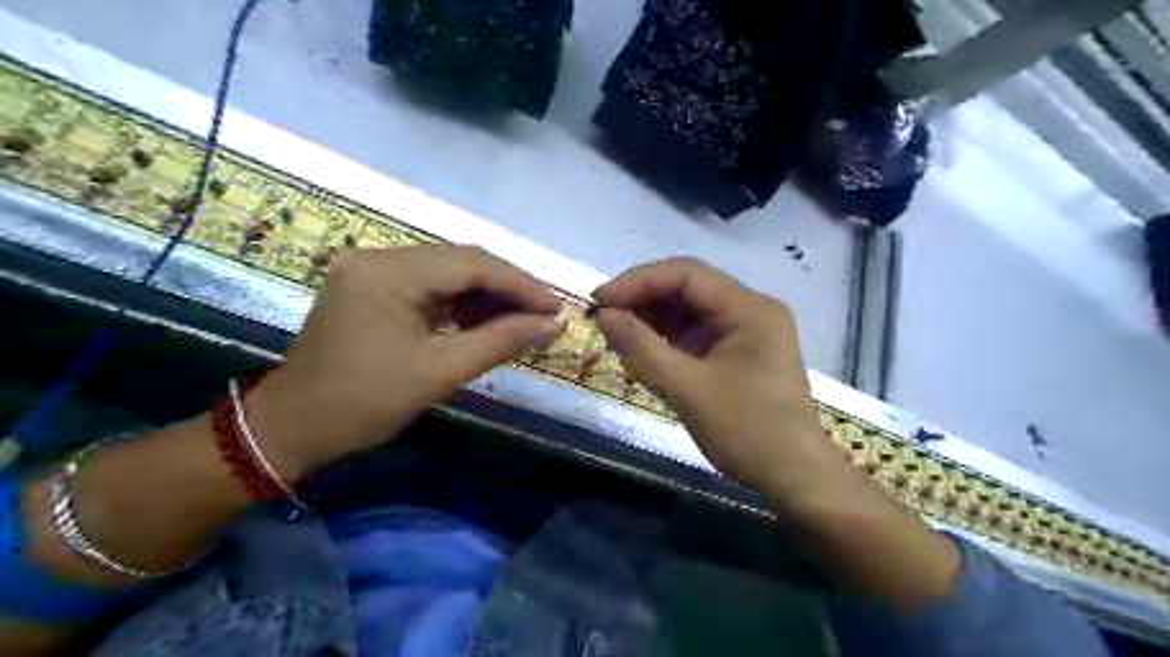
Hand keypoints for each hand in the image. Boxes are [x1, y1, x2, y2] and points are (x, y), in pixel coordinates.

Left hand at [250, 244, 564, 477]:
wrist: (292, 427)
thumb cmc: (364, 404)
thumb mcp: (440, 372)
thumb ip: (502, 341)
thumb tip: (553, 325)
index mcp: (388, 273)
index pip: (472, 264)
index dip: (521, 285)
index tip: (556, 309)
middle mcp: (378, 257)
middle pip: (461, 261)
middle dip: (507, 289)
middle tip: (543, 317)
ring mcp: (371, 268)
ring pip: (447, 272)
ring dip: (485, 296)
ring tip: (517, 323)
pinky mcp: (370, 285)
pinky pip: (428, 285)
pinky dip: (460, 303)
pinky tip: (480, 323)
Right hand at [596, 260, 829, 495]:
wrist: (793, 477)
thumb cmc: (746, 431)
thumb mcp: (687, 388)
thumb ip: (641, 347)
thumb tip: (603, 314)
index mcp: (750, 308)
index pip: (686, 274)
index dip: (638, 281)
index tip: (600, 299)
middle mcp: (750, 309)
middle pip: (688, 289)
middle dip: (643, 299)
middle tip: (602, 315)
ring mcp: (745, 331)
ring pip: (689, 311)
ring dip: (652, 318)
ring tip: (614, 330)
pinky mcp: (737, 352)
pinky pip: (696, 333)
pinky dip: (666, 338)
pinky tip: (640, 345)